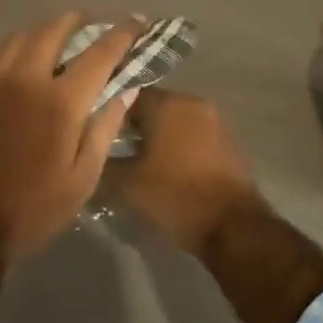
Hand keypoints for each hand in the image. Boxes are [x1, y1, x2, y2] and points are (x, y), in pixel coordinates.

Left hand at [0, 12, 140, 260]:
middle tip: (93, 23)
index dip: (122, 33)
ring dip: (44, 31)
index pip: (100, 53)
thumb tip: (127, 89)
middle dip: (79, 20)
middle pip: (54, 30)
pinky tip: (17, 64)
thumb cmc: (30, 209)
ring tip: (57, 37)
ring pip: (19, 37)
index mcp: (60, 101)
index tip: (137, 22)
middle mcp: (25, 79)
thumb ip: (105, 129)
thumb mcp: (82, 180)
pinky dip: (13, 52)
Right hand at [109, 89, 266, 254]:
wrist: (233, 227)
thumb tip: (88, 158)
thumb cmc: (176, 196)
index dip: (108, 112)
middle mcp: (193, 103)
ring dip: (156, 136)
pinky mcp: (228, 142)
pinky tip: (165, 168)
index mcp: (168, 104)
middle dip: (132, 125)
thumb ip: (102, 164)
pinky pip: (193, 135)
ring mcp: (215, 121)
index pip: (128, 94)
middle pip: (153, 106)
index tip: (94, 131)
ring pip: (174, 121)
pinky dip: (177, 146)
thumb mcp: (127, 184)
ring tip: (136, 160)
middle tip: (112, 147)